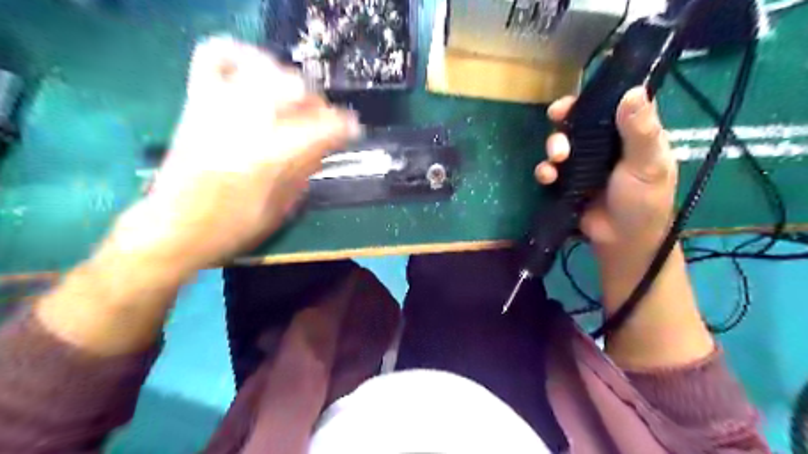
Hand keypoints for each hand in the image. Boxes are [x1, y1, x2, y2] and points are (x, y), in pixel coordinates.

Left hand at [110, 37, 359, 274]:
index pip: (323, 126)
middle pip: (295, 88)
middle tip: (320, 119)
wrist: (174, 229)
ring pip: (263, 68)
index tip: (353, 130)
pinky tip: (256, 71)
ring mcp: (218, 106)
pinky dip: (240, 55)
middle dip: (318, 103)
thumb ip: (305, 170)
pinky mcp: (197, 101)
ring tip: (292, 97)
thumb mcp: (283, 208)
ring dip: (287, 80)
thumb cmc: (234, 227)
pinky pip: (215, 56)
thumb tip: (324, 145)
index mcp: (271, 157)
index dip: (346, 125)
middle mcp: (246, 124)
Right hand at [534, 88, 676, 258]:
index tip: (576, 95)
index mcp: (630, 134)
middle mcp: (604, 144)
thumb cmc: (643, 201)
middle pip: (579, 121)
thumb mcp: (648, 164)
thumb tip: (634, 89)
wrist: (622, 241)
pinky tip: (548, 177)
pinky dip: (545, 170)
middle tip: (556, 118)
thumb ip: (640, 130)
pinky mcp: (567, 182)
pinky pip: (551, 169)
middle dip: (564, 120)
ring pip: (561, 143)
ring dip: (553, 146)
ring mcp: (583, 164)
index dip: (592, 97)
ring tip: (556, 159)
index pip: (611, 104)